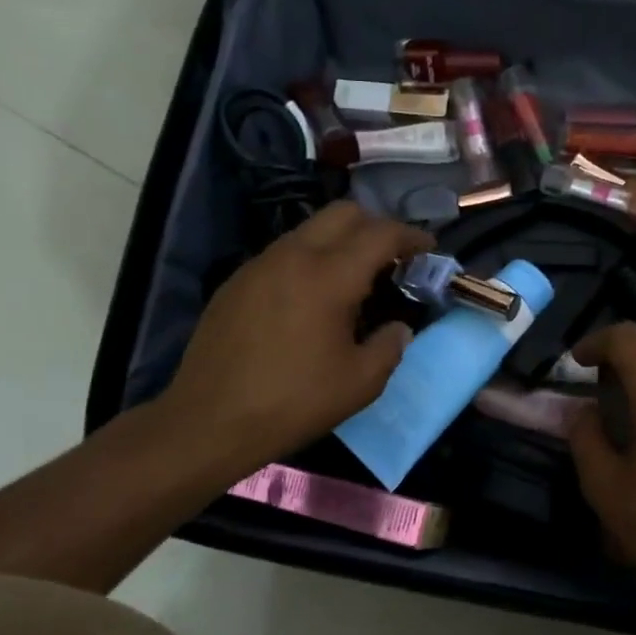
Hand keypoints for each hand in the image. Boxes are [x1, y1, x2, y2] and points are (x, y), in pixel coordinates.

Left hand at [155, 202, 432, 482]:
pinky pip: (284, 252)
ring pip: (310, 229)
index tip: (428, 250)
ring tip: (353, 281)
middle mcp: (294, 256)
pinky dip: (310, 259)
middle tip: (391, 259)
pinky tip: (310, 299)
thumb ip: (390, 346)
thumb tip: (398, 328)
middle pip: (344, 212)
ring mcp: (260, 264)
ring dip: (340, 242)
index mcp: (330, 276)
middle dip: (375, 226)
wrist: (208, 421)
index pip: (381, 233)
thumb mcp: (361, 383)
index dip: (411, 237)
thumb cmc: (293, 402)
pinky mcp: (237, 281)